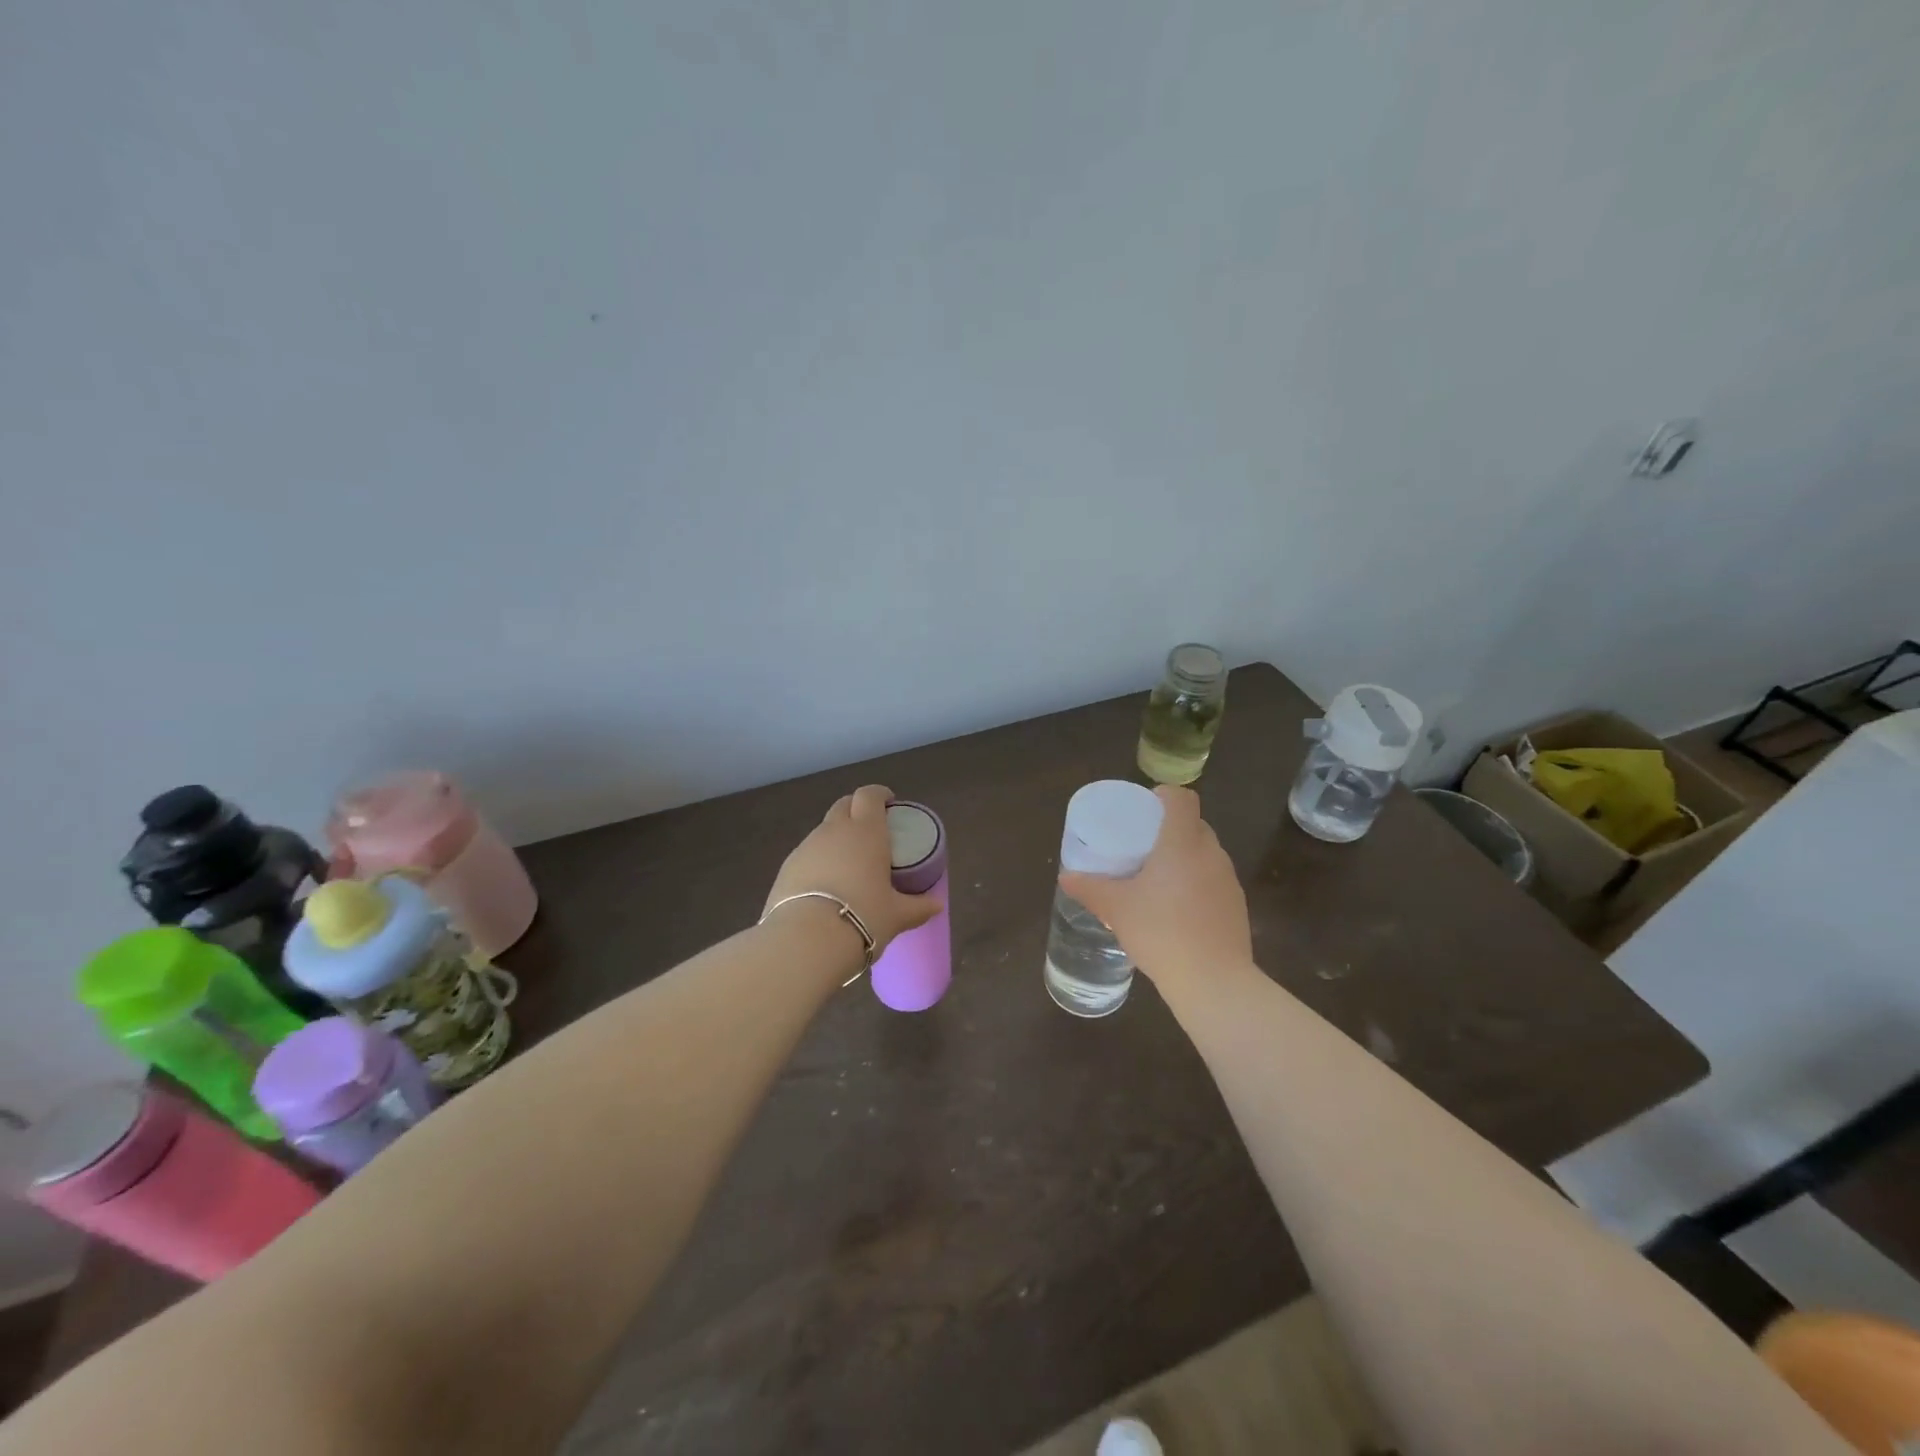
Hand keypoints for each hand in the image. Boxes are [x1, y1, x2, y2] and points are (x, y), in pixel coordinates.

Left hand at [765, 785, 940, 955]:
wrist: (806, 940)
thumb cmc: (863, 918)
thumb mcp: (897, 916)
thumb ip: (918, 907)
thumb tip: (936, 906)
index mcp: (866, 832)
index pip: (869, 796)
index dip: (879, 795)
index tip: (889, 803)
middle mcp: (834, 831)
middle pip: (844, 805)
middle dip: (857, 809)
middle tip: (870, 830)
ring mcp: (806, 847)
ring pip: (823, 830)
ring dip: (836, 837)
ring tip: (849, 863)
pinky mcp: (786, 867)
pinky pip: (807, 854)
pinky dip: (818, 860)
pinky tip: (825, 885)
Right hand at [1058, 786, 1252, 995]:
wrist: (1213, 982)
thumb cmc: (1160, 932)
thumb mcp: (1115, 908)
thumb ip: (1089, 888)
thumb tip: (1065, 877)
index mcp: (1182, 843)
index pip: (1183, 799)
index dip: (1165, 796)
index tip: (1144, 808)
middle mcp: (1211, 854)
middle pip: (1195, 824)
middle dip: (1170, 828)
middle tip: (1143, 845)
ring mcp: (1228, 880)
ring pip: (1205, 853)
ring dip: (1184, 856)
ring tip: (1158, 878)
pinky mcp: (1237, 906)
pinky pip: (1213, 879)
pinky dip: (1196, 882)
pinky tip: (1177, 908)